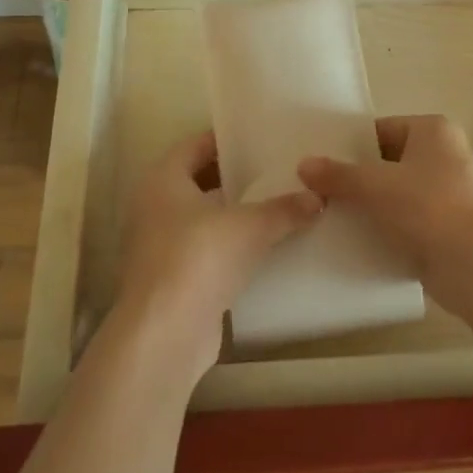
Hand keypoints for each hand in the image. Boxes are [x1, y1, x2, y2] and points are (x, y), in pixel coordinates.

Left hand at [113, 129, 322, 372]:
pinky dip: (230, 246)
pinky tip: (263, 247)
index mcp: (162, 180)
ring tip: (276, 205)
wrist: (165, 335)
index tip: (259, 137)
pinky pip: (205, 250)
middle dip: (234, 177)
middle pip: (198, 181)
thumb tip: (318, 197)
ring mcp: (159, 246)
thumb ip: (284, 209)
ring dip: (233, 214)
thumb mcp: (250, 227)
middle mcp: (154, 207)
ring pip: (202, 218)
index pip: (195, 145)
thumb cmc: (199, 258)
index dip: (226, 139)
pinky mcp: (172, 279)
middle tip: (275, 169)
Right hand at [299, 115, 472, 311]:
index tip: (320, 164)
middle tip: (318, 192)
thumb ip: (338, 175)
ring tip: (330, 216)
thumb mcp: (375, 186)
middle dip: (357, 178)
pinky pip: (408, 219)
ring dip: (370, 205)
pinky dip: (387, 227)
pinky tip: (357, 240)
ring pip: (396, 192)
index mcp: (432, 130)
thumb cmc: (427, 208)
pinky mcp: (448, 225)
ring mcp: (449, 191)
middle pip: (387, 161)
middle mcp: (445, 154)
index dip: (349, 147)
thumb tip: (304, 164)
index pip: (380, 130)